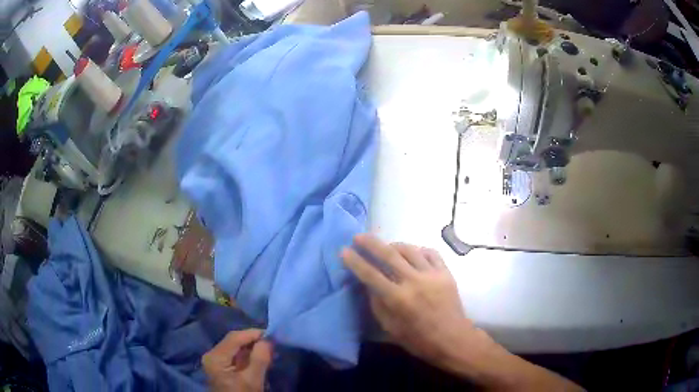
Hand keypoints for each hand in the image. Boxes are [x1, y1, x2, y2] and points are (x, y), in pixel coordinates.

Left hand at [203, 329, 272, 391]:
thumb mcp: (253, 380)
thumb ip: (259, 359)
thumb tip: (267, 340)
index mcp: (215, 357)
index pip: (234, 337)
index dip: (253, 334)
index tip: (272, 335)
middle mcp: (212, 355)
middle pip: (234, 341)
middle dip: (253, 341)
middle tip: (272, 344)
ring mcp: (215, 361)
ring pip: (235, 348)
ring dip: (252, 348)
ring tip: (269, 351)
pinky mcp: (221, 367)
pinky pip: (235, 356)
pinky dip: (248, 356)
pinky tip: (260, 359)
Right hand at [341, 234, 473, 366]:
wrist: (452, 338)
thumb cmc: (419, 340)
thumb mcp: (391, 328)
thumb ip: (377, 304)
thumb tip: (368, 284)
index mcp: (398, 299)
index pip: (370, 274)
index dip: (355, 261)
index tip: (344, 251)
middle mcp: (414, 281)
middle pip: (389, 254)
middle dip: (371, 243)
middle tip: (359, 236)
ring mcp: (432, 274)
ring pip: (410, 250)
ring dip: (395, 245)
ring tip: (387, 246)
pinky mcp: (446, 272)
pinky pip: (430, 253)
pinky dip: (418, 250)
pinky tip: (413, 253)